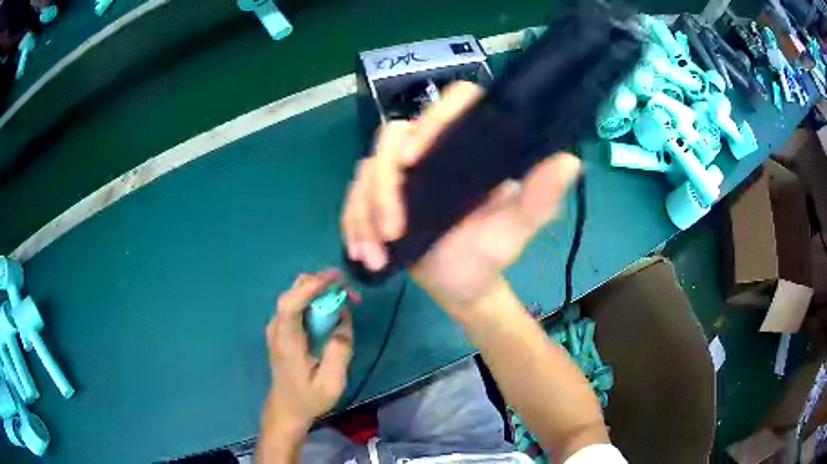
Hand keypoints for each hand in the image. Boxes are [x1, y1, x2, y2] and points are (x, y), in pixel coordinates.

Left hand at [261, 269, 353, 437]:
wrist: (287, 407)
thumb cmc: (308, 398)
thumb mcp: (331, 384)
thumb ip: (339, 353)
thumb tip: (343, 322)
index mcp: (286, 341)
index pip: (289, 304)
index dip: (310, 287)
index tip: (335, 279)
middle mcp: (277, 328)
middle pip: (292, 292)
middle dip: (320, 283)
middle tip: (347, 289)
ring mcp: (278, 326)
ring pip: (296, 294)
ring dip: (320, 290)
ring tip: (345, 297)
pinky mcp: (283, 328)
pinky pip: (298, 304)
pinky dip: (316, 299)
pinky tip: (333, 309)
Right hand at [341, 81, 580, 311]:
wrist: (459, 286)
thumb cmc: (488, 256)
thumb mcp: (516, 230)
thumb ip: (538, 198)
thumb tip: (569, 160)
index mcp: (470, 147)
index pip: (453, 104)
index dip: (432, 121)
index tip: (414, 162)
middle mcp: (434, 150)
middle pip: (393, 137)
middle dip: (383, 187)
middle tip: (391, 232)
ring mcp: (402, 172)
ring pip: (366, 170)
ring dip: (362, 212)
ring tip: (374, 255)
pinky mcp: (379, 194)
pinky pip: (353, 196)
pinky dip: (351, 223)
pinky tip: (361, 252)